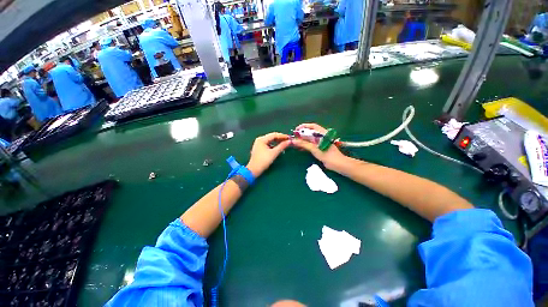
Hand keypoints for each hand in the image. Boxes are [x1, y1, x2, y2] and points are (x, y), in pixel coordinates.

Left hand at [247, 132, 290, 176]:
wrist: (254, 170)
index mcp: (262, 139)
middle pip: (272, 137)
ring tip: (284, 143)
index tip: (289, 138)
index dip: (282, 136)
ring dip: (277, 142)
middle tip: (288, 140)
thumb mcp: (274, 153)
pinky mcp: (259, 148)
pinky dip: (273, 145)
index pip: (274, 135)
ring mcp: (259, 144)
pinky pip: (268, 144)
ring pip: (270, 141)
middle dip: (280, 138)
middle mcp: (259, 140)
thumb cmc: (263, 161)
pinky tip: (278, 147)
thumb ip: (282, 146)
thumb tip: (289, 141)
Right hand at [291, 123, 347, 170]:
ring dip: (302, 140)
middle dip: (301, 134)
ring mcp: (320, 143)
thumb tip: (293, 141)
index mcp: (322, 133)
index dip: (304, 126)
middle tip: (294, 137)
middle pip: (310, 133)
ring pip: (310, 139)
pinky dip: (305, 145)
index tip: (296, 130)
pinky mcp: (319, 148)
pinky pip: (311, 145)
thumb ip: (304, 144)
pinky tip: (299, 148)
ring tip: (295, 142)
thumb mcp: (314, 149)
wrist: (337, 164)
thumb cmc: (327, 155)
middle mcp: (321, 136)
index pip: (312, 126)